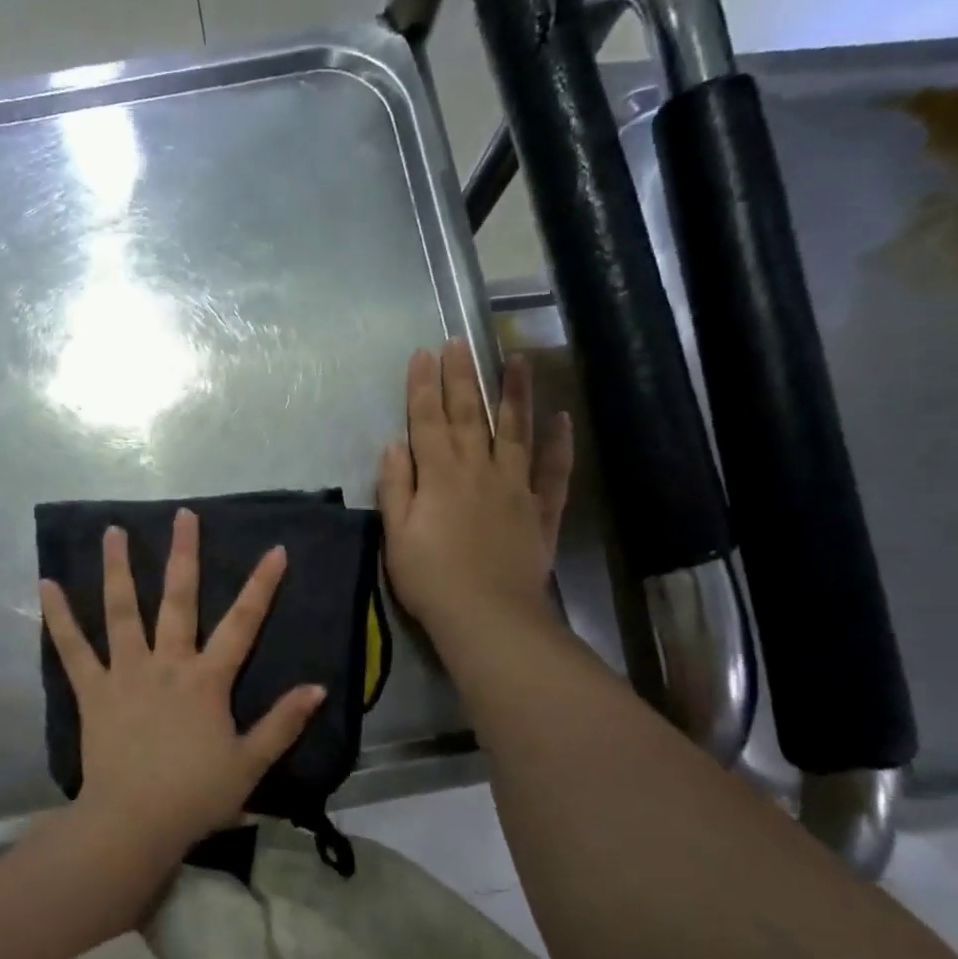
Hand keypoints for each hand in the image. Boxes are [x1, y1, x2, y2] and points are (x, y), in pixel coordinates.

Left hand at [38, 510, 326, 852]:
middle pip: (178, 600)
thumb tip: (318, 688)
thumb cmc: (195, 796)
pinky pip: (73, 649)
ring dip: (117, 569)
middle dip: (184, 555)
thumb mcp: (250, 763)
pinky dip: (59, 617)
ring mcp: (126, 673)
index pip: (243, 623)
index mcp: (207, 679)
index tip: (275, 549)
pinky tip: (46, 585)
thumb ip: (283, 723)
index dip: (261, 585)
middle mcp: (167, 663)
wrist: (134, 823)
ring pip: (122, 611)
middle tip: (183, 516)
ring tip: (113, 531)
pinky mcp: (93, 690)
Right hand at [377, 340, 573, 644]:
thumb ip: (395, 486)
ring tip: (515, 360)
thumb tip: (395, 444)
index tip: (423, 354)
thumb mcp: (396, 534)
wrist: (487, 616)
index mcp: (440, 475)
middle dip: (462, 377)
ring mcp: (516, 487)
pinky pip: (554, 470)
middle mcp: (479, 470)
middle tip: (460, 342)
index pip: (428, 420)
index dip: (423, 386)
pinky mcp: (541, 510)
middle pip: (470, 415)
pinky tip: (562, 419)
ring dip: (515, 394)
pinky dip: (560, 444)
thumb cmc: (430, 578)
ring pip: (516, 430)